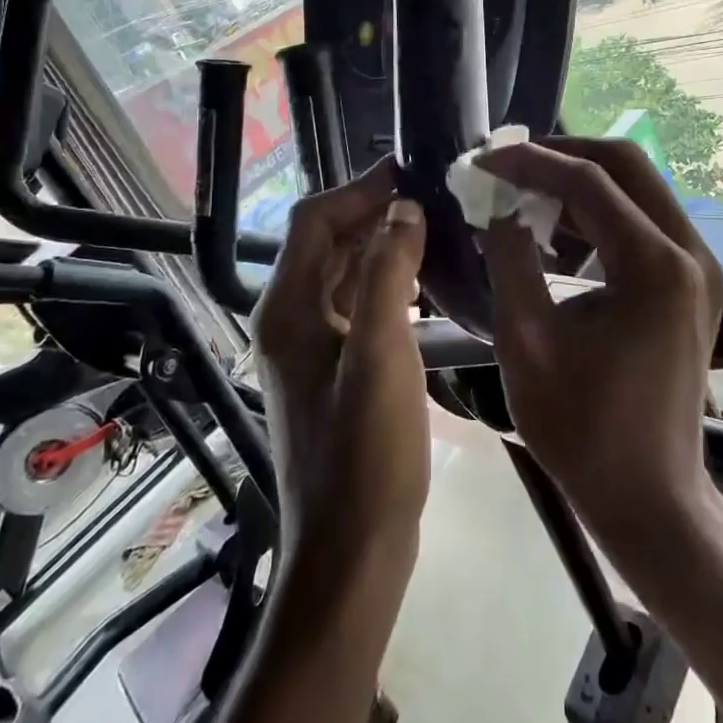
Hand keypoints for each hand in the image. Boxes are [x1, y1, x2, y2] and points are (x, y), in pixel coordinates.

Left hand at [251, 159, 429, 573]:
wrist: (351, 551)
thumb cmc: (365, 453)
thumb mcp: (380, 354)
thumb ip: (387, 273)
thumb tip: (403, 208)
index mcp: (288, 308)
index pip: (315, 220)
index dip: (358, 189)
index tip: (408, 170)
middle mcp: (289, 319)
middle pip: (327, 243)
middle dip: (373, 213)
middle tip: (431, 196)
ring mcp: (309, 348)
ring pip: (343, 274)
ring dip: (381, 247)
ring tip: (434, 231)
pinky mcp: (332, 371)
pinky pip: (355, 306)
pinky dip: (385, 284)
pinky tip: (422, 286)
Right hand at [478, 137, 722, 556]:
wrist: (650, 497)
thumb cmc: (582, 429)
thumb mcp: (527, 340)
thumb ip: (510, 258)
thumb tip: (501, 206)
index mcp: (655, 266)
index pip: (588, 181)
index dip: (530, 162)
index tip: (484, 159)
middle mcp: (690, 252)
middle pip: (626, 165)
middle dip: (562, 156)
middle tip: (508, 165)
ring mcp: (700, 266)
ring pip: (638, 188)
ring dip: (580, 183)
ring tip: (524, 192)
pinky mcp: (694, 283)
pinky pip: (644, 222)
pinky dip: (599, 214)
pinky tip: (555, 232)